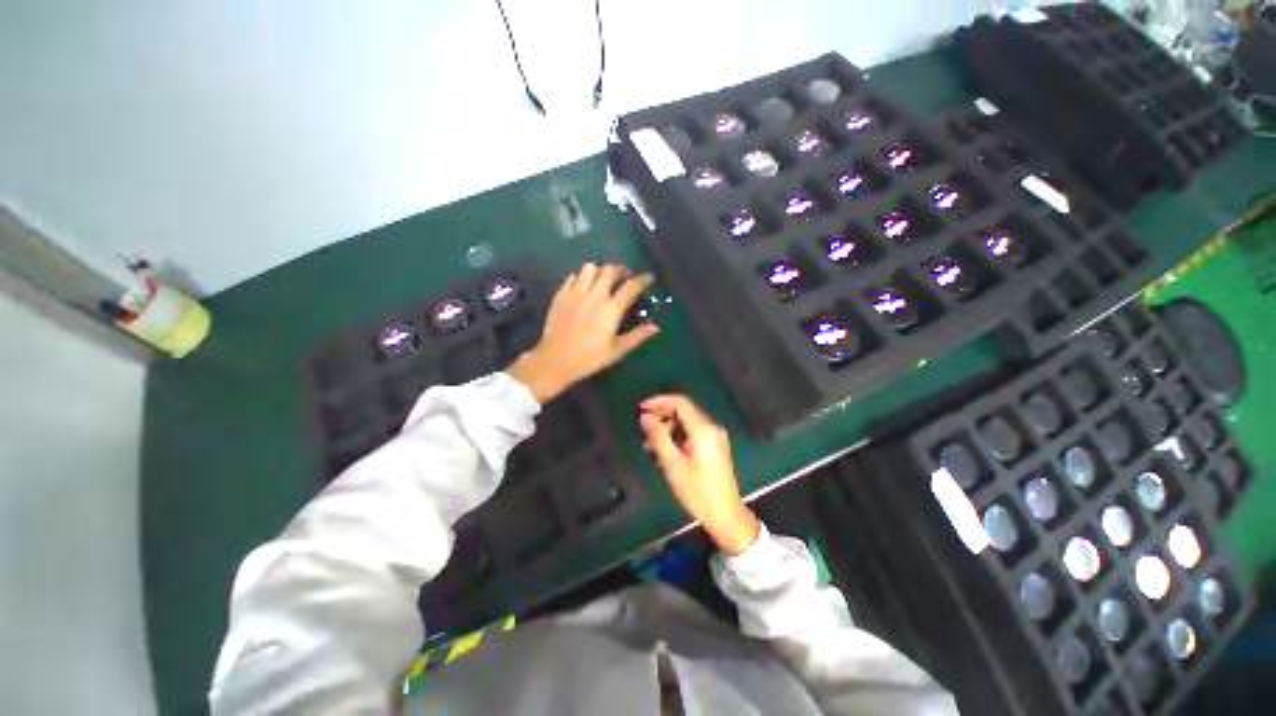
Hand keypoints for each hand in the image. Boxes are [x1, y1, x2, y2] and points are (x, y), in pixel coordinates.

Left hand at [508, 263, 658, 402]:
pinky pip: (572, 277)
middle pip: (609, 271)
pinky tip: (582, 289)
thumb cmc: (589, 358)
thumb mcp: (616, 350)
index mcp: (611, 309)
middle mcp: (594, 295)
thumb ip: (637, 336)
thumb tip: (655, 327)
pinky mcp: (560, 295)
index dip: (642, 280)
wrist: (555, 360)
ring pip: (589, 268)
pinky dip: (580, 278)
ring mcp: (575, 293)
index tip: (648, 277)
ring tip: (601, 281)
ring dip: (598, 272)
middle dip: (619, 271)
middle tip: (623, 278)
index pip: (630, 287)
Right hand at [639, 394, 759, 554]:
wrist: (726, 516)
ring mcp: (715, 437)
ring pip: (687, 423)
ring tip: (650, 446)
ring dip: (668, 429)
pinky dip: (677, 437)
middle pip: (684, 411)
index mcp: (704, 429)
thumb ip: (658, 437)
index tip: (641, 408)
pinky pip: (693, 433)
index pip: (680, 402)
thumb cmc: (697, 492)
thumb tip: (645, 417)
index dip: (659, 401)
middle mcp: (712, 427)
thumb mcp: (673, 464)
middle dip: (662, 416)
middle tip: (643, 428)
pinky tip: (664, 452)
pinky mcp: (715, 446)